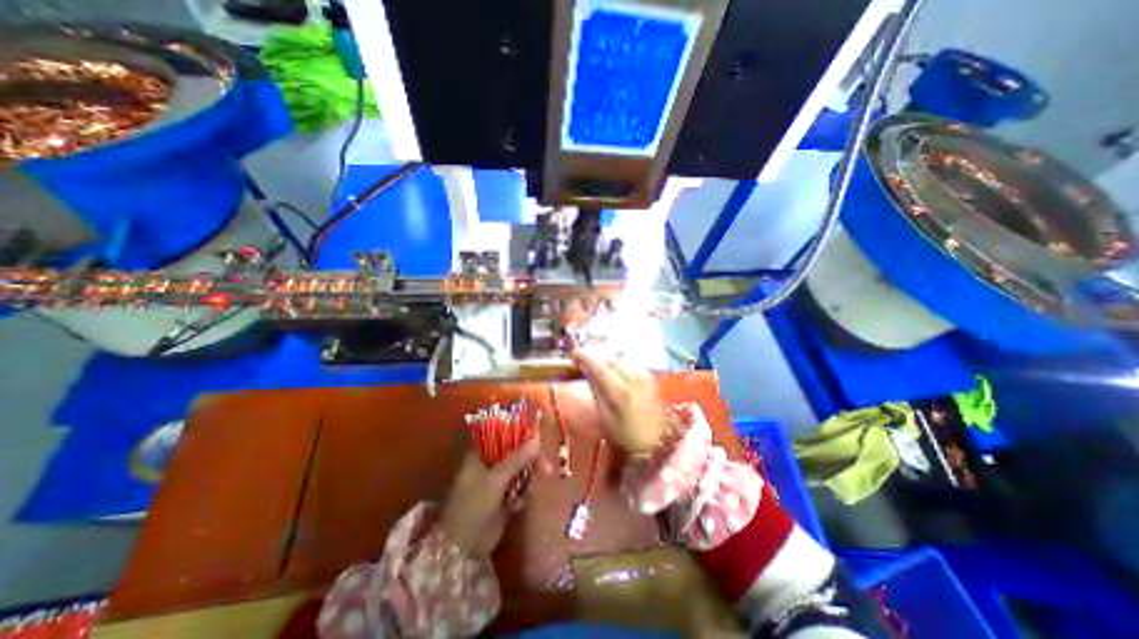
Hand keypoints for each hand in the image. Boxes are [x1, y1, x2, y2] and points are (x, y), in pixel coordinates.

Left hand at [437, 437, 537, 555]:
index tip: (538, 441)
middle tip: (546, 468)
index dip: (521, 436)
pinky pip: (521, 488)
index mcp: (481, 454)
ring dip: (529, 479)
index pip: (504, 435)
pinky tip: (518, 506)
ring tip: (528, 493)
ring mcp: (497, 480)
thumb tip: (537, 440)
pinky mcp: (504, 497)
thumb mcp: (495, 480)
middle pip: (517, 453)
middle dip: (531, 461)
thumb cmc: (473, 506)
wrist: (463, 548)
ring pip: (521, 470)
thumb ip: (516, 459)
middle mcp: (490, 463)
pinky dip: (523, 494)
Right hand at [570, 349, 668, 452]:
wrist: (657, 439)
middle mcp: (633, 376)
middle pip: (609, 358)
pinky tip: (612, 371)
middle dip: (595, 356)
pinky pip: (628, 363)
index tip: (574, 352)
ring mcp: (643, 374)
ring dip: (606, 359)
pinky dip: (617, 364)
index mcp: (619, 391)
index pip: (599, 365)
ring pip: (619, 358)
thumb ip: (595, 388)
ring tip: (596, 365)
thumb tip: (584, 368)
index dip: (585, 356)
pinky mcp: (649, 374)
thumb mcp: (605, 414)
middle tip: (583, 360)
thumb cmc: (625, 433)